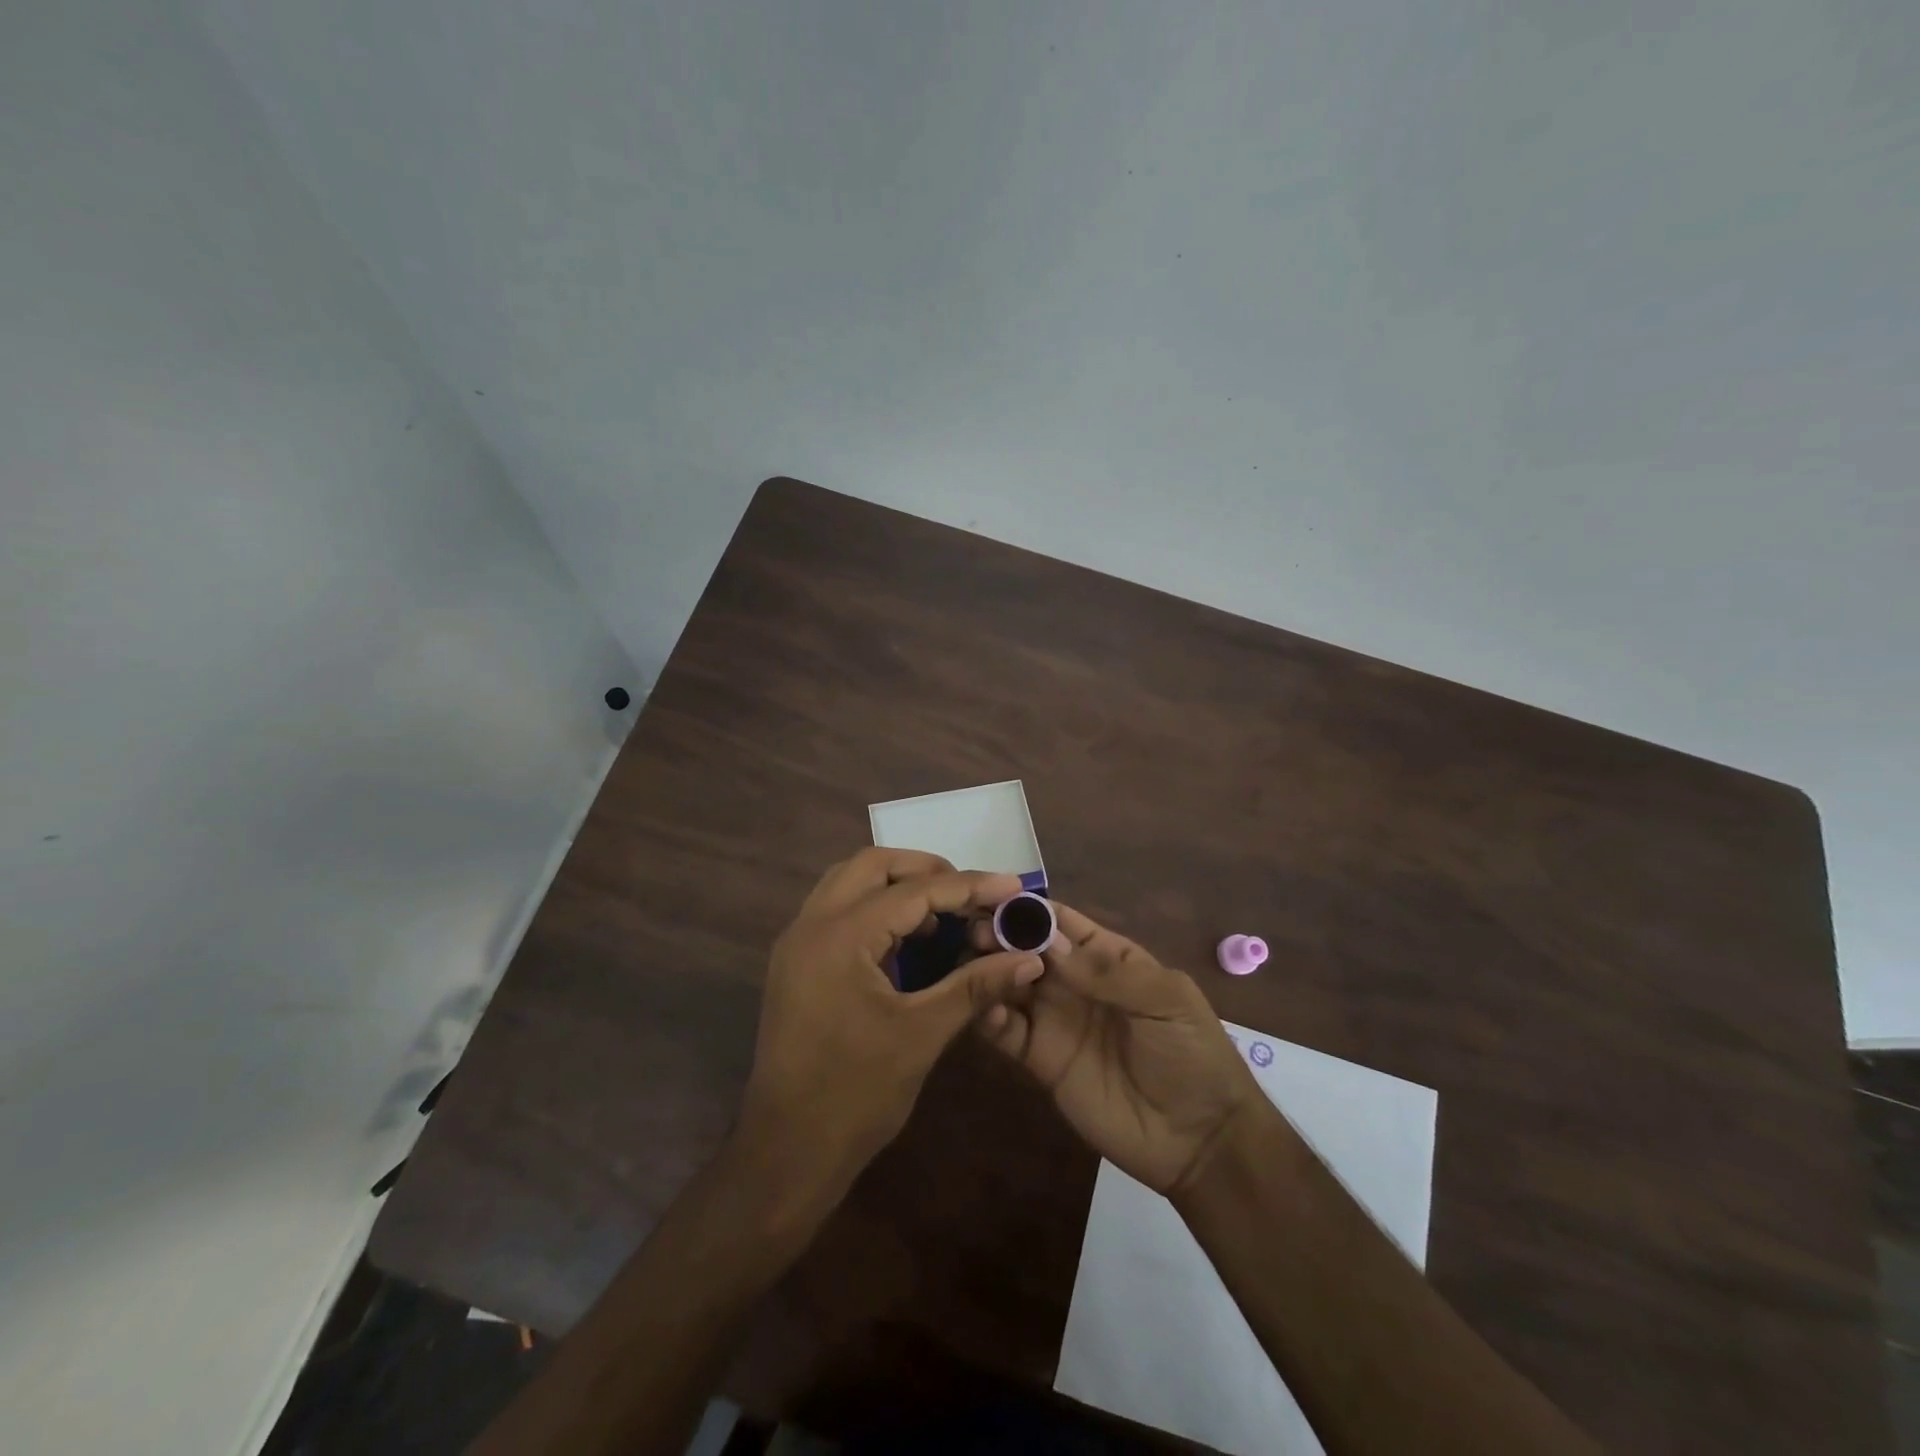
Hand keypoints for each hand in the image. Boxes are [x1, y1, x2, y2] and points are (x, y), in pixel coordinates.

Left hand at [740, 849, 1045, 1189]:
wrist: (786, 1152)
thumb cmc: (855, 1095)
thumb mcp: (922, 1035)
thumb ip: (975, 986)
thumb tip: (1028, 958)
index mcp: (840, 936)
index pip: (914, 892)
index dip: (968, 886)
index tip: (1011, 885)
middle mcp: (811, 924)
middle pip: (872, 865)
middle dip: (925, 869)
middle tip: (970, 891)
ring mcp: (797, 943)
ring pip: (849, 882)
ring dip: (896, 884)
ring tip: (943, 910)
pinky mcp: (795, 963)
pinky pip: (837, 910)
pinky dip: (874, 908)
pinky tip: (908, 938)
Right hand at [977, 901, 1261, 1195]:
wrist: (1199, 1140)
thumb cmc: (1191, 1054)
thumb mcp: (1165, 1000)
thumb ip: (1106, 972)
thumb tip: (1047, 943)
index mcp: (1107, 957)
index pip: (1061, 923)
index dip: (1031, 910)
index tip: (994, 899)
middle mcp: (1074, 982)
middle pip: (1027, 950)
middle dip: (1001, 937)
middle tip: (975, 934)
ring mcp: (1054, 1020)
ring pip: (1010, 984)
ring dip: (989, 971)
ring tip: (970, 965)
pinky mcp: (1040, 1060)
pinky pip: (1007, 1031)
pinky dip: (989, 1016)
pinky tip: (985, 1009)